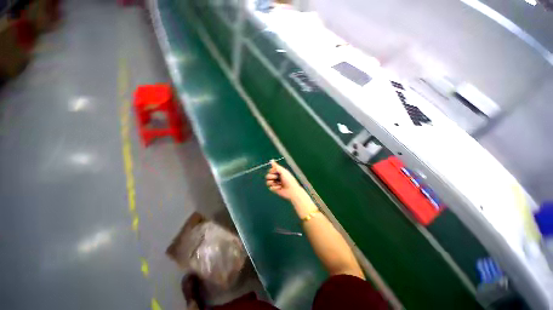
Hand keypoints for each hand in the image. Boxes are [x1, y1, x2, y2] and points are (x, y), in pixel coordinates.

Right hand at [266, 160, 303, 199]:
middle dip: (272, 177)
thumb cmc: (289, 179)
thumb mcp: (283, 171)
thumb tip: (271, 160)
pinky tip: (280, 188)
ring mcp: (275, 183)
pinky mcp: (274, 189)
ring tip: (279, 183)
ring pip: (267, 182)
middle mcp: (276, 177)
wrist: (291, 190)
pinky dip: (275, 187)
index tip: (276, 171)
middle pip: (268, 176)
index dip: (272, 171)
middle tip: (277, 178)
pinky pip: (270, 188)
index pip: (270, 170)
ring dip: (273, 182)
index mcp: (279, 172)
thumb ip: (276, 166)